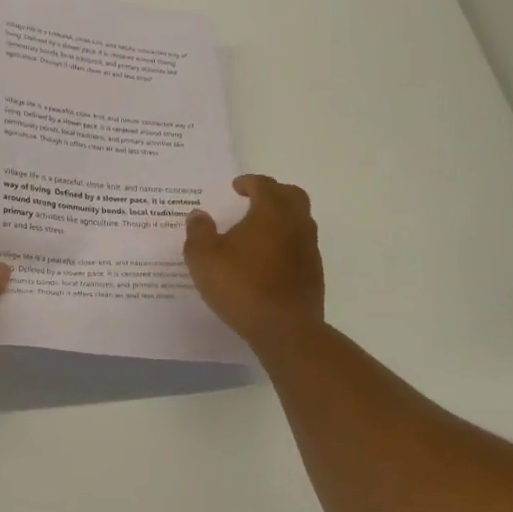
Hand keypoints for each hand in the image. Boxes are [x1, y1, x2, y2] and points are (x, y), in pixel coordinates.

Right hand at [184, 175, 325, 352]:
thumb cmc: (241, 285)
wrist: (285, 329)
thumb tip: (198, 215)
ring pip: (300, 221)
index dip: (249, 182)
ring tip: (258, 231)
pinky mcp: (313, 273)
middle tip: (254, 200)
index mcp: (271, 212)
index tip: (236, 187)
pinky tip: (267, 260)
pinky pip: (301, 246)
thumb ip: (199, 232)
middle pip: (292, 196)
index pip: (264, 185)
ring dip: (282, 218)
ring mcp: (309, 249)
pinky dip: (286, 243)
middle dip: (274, 193)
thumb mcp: (204, 258)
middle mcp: (295, 224)